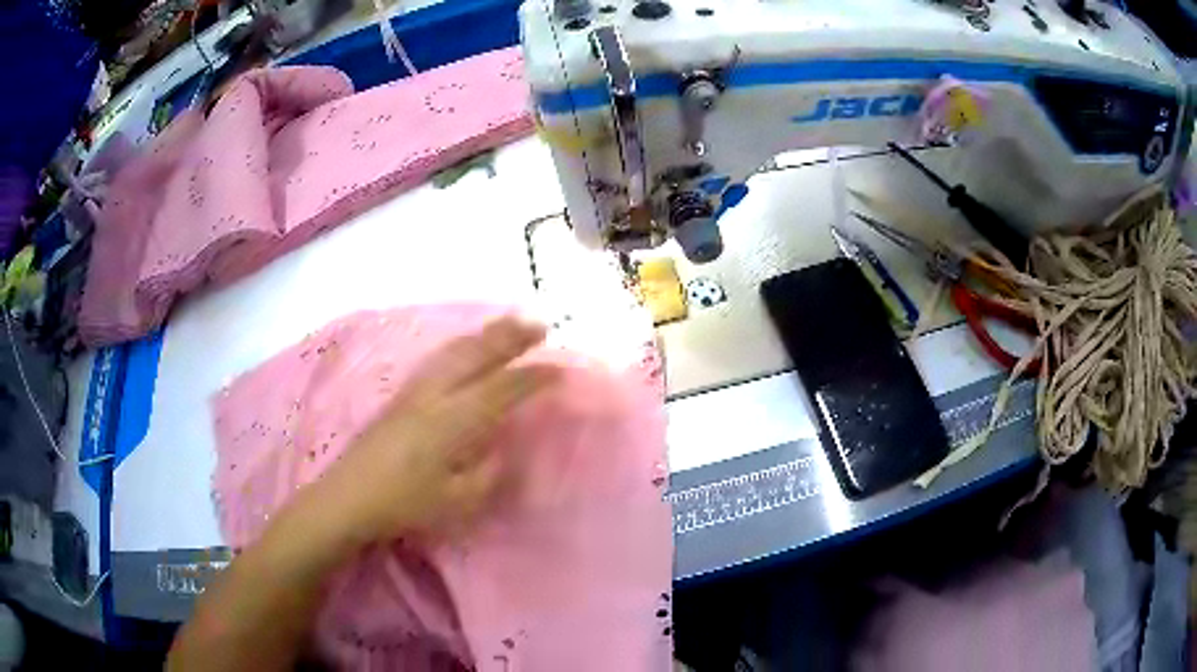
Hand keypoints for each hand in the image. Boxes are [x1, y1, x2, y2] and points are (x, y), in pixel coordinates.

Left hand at [313, 316, 560, 544]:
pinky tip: (466, 347)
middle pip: (476, 354)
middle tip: (539, 322)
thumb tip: (502, 448)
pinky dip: (462, 346)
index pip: (502, 389)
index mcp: (453, 422)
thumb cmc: (405, 505)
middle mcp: (434, 395)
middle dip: (510, 336)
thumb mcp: (457, 500)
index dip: (533, 377)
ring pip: (454, 351)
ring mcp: (414, 391)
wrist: (348, 497)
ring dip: (485, 334)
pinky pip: (439, 359)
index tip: (560, 368)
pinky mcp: (400, 396)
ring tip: (509, 324)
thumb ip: (487, 472)